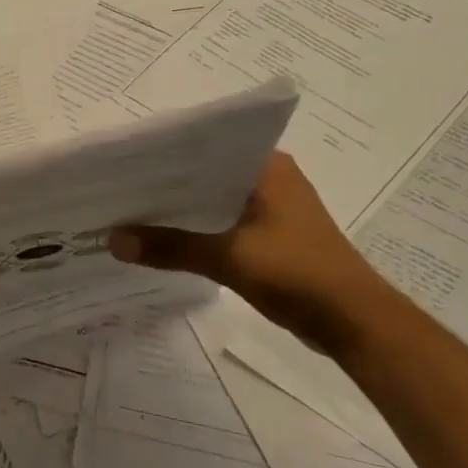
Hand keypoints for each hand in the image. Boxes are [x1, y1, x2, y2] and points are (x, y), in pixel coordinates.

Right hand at [108, 151, 391, 357]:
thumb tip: (113, 241)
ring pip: (213, 200)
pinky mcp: (271, 235)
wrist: (354, 323)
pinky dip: (198, 228)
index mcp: (266, 165)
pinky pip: (224, 222)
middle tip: (118, 186)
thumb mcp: (229, 258)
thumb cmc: (298, 274)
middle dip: (166, 183)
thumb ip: (171, 248)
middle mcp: (269, 177)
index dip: (165, 153)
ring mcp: (272, 207)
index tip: (124, 160)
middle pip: (206, 174)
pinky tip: (165, 238)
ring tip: (132, 210)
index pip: (206, 145)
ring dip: (181, 208)